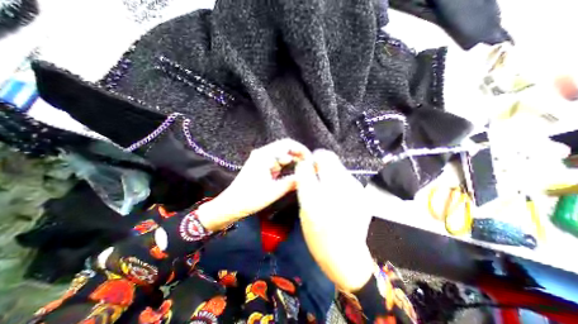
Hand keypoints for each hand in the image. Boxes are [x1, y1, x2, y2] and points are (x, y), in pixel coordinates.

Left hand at [198, 137, 311, 229]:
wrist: (231, 205)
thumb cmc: (251, 198)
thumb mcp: (274, 191)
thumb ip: (292, 182)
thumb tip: (307, 176)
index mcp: (265, 155)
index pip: (288, 144)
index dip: (302, 150)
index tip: (311, 160)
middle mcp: (263, 153)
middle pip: (286, 148)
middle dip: (299, 155)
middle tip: (310, 166)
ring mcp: (262, 159)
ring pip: (282, 155)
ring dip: (294, 161)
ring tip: (304, 170)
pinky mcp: (262, 166)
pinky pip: (278, 162)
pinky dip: (287, 166)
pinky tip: (294, 172)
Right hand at [294, 150, 374, 292]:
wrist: (346, 256)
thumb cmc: (319, 235)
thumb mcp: (305, 208)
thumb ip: (304, 183)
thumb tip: (305, 165)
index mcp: (322, 190)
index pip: (316, 159)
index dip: (310, 159)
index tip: (307, 167)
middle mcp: (341, 185)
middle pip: (330, 158)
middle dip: (319, 162)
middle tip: (314, 175)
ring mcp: (355, 188)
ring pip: (338, 167)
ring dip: (329, 171)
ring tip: (325, 187)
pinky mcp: (362, 193)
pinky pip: (345, 177)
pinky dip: (337, 180)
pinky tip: (336, 195)